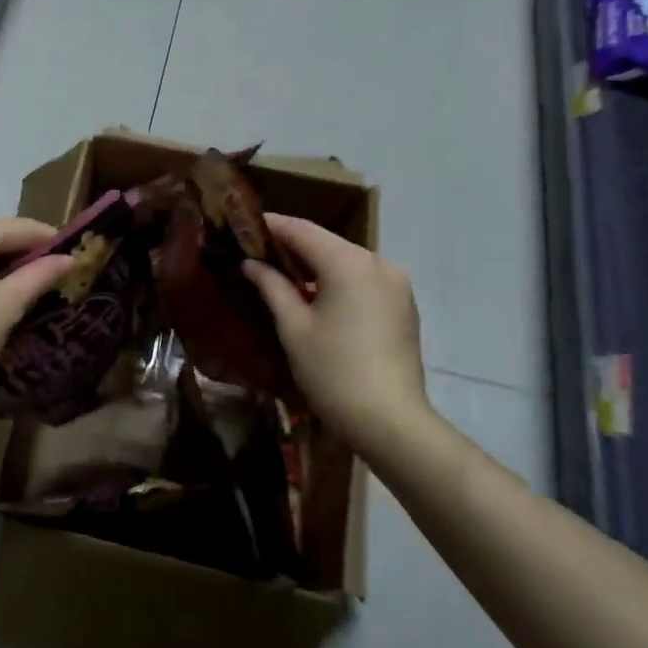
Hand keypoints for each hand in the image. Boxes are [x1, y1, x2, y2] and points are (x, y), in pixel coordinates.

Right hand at [244, 213, 429, 452]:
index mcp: (348, 262)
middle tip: (257, 251)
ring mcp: (396, 284)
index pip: (302, 230)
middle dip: (292, 245)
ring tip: (282, 274)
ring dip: (316, 264)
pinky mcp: (403, 305)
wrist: (392, 423)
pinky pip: (363, 279)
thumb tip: (251, 263)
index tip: (243, 225)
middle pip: (327, 242)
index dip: (271, 225)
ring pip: (346, 261)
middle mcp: (377, 262)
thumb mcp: (294, 328)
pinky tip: (317, 296)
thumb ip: (271, 286)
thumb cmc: (334, 373)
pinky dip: (338, 280)